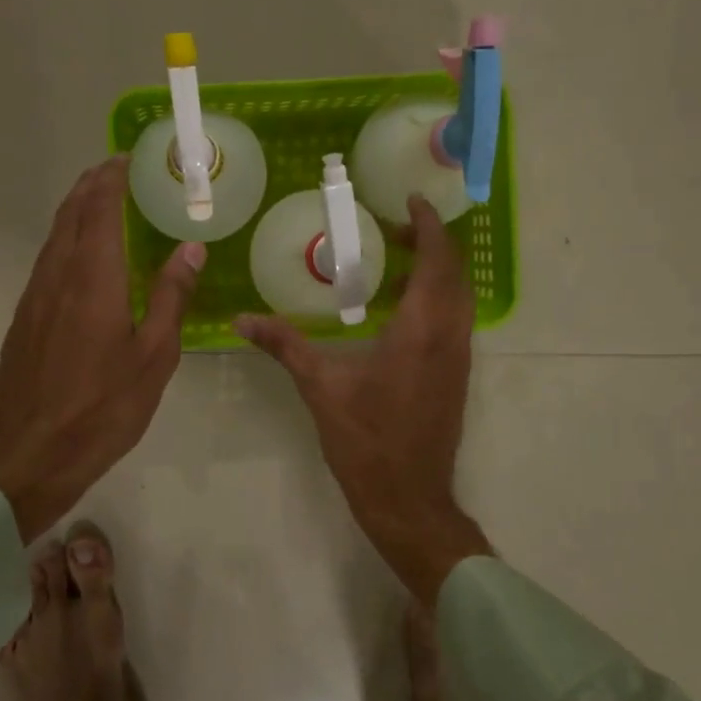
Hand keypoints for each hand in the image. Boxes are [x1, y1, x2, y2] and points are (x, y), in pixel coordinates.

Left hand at [0, 156, 204, 542]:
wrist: (27, 456)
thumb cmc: (102, 408)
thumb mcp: (153, 356)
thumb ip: (171, 297)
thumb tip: (190, 248)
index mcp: (93, 279)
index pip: (99, 209)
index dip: (112, 179)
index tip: (128, 158)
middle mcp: (57, 277)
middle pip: (71, 215)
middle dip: (91, 186)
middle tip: (117, 171)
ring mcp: (34, 298)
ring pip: (54, 238)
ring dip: (76, 212)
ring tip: (101, 203)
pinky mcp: (23, 321)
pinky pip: (47, 263)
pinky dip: (66, 242)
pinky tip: (82, 259)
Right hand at [235, 196, 492, 605]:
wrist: (409, 499)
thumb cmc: (367, 441)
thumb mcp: (321, 388)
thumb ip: (285, 346)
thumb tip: (241, 320)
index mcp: (421, 329)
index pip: (437, 260)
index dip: (428, 225)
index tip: (411, 201)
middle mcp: (450, 335)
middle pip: (454, 272)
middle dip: (430, 242)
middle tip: (393, 228)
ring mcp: (458, 358)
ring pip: (459, 298)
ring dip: (436, 270)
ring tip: (394, 260)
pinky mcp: (456, 376)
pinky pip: (454, 320)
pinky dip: (436, 298)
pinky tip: (399, 309)